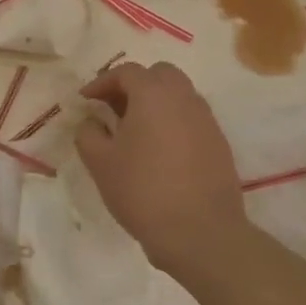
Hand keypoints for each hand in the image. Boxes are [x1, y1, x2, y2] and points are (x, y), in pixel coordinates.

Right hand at [77, 62, 246, 279]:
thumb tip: (92, 121)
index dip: (102, 82)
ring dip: (156, 102)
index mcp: (153, 95)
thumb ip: (88, 133)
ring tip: (135, 130)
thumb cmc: (143, 191)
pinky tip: (159, 151)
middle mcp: (184, 99)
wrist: (200, 233)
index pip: (126, 71)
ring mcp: (207, 121)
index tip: (86, 101)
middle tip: (114, 107)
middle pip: (160, 74)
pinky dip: (173, 122)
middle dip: (135, 84)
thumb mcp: (100, 162)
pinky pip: (192, 119)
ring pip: (180, 95)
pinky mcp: (219, 144)